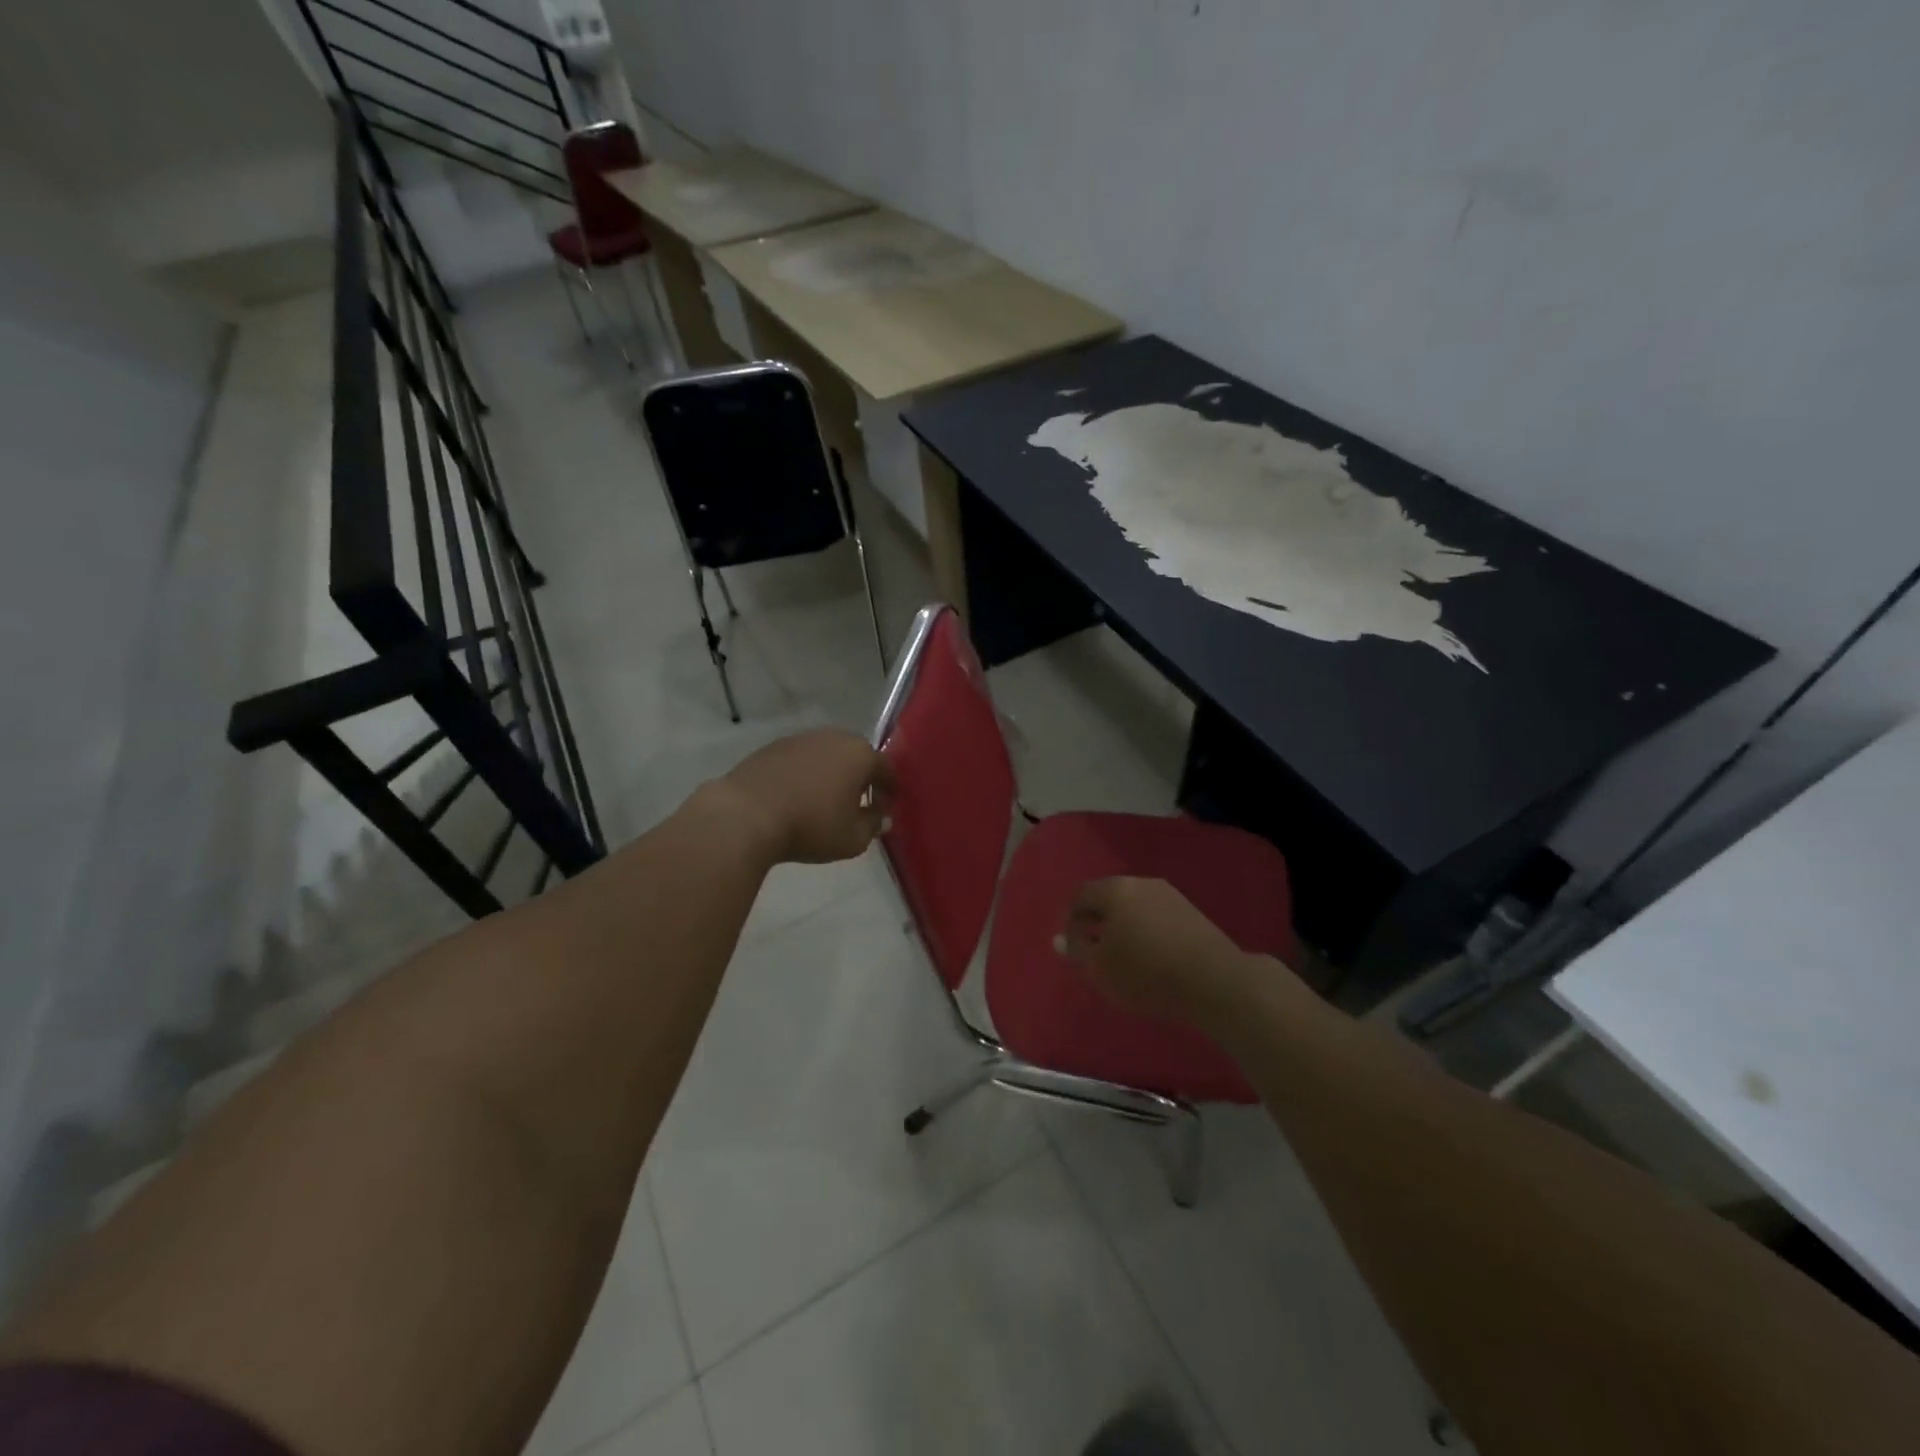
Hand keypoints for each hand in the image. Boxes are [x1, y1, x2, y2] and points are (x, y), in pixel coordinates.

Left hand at [712, 729, 893, 865]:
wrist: (746, 815)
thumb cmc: (810, 826)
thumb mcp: (853, 838)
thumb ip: (874, 825)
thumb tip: (881, 817)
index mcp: (860, 755)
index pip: (886, 768)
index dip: (889, 790)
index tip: (886, 807)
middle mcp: (833, 738)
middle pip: (856, 756)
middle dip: (861, 778)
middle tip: (858, 803)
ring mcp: (800, 739)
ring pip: (827, 756)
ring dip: (831, 774)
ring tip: (825, 801)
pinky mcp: (772, 747)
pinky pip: (800, 760)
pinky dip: (805, 775)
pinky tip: (797, 797)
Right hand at [1057, 877, 1278, 1027]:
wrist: (1215, 981)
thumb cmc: (1146, 973)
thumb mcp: (1101, 969)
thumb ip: (1077, 951)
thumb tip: (1059, 939)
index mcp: (1115, 890)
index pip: (1081, 895)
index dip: (1070, 919)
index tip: (1072, 946)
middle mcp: (1142, 883)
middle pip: (1110, 897)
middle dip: (1098, 921)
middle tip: (1095, 951)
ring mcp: (1171, 896)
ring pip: (1135, 906)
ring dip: (1124, 926)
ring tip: (1124, 957)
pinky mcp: (1193, 913)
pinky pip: (1157, 917)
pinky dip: (1147, 932)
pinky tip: (1152, 957)